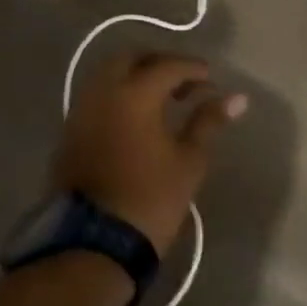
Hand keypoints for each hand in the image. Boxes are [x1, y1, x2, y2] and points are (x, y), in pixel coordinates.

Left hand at [53, 51, 247, 254]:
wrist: (92, 246)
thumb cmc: (150, 198)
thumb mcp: (189, 160)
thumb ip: (209, 121)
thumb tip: (238, 98)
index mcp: (134, 94)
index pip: (167, 65)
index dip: (192, 69)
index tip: (210, 80)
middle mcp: (102, 93)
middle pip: (130, 59)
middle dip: (159, 63)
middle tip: (183, 83)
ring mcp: (80, 113)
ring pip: (108, 77)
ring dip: (135, 79)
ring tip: (162, 102)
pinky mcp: (68, 135)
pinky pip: (96, 99)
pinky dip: (118, 97)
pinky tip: (136, 119)